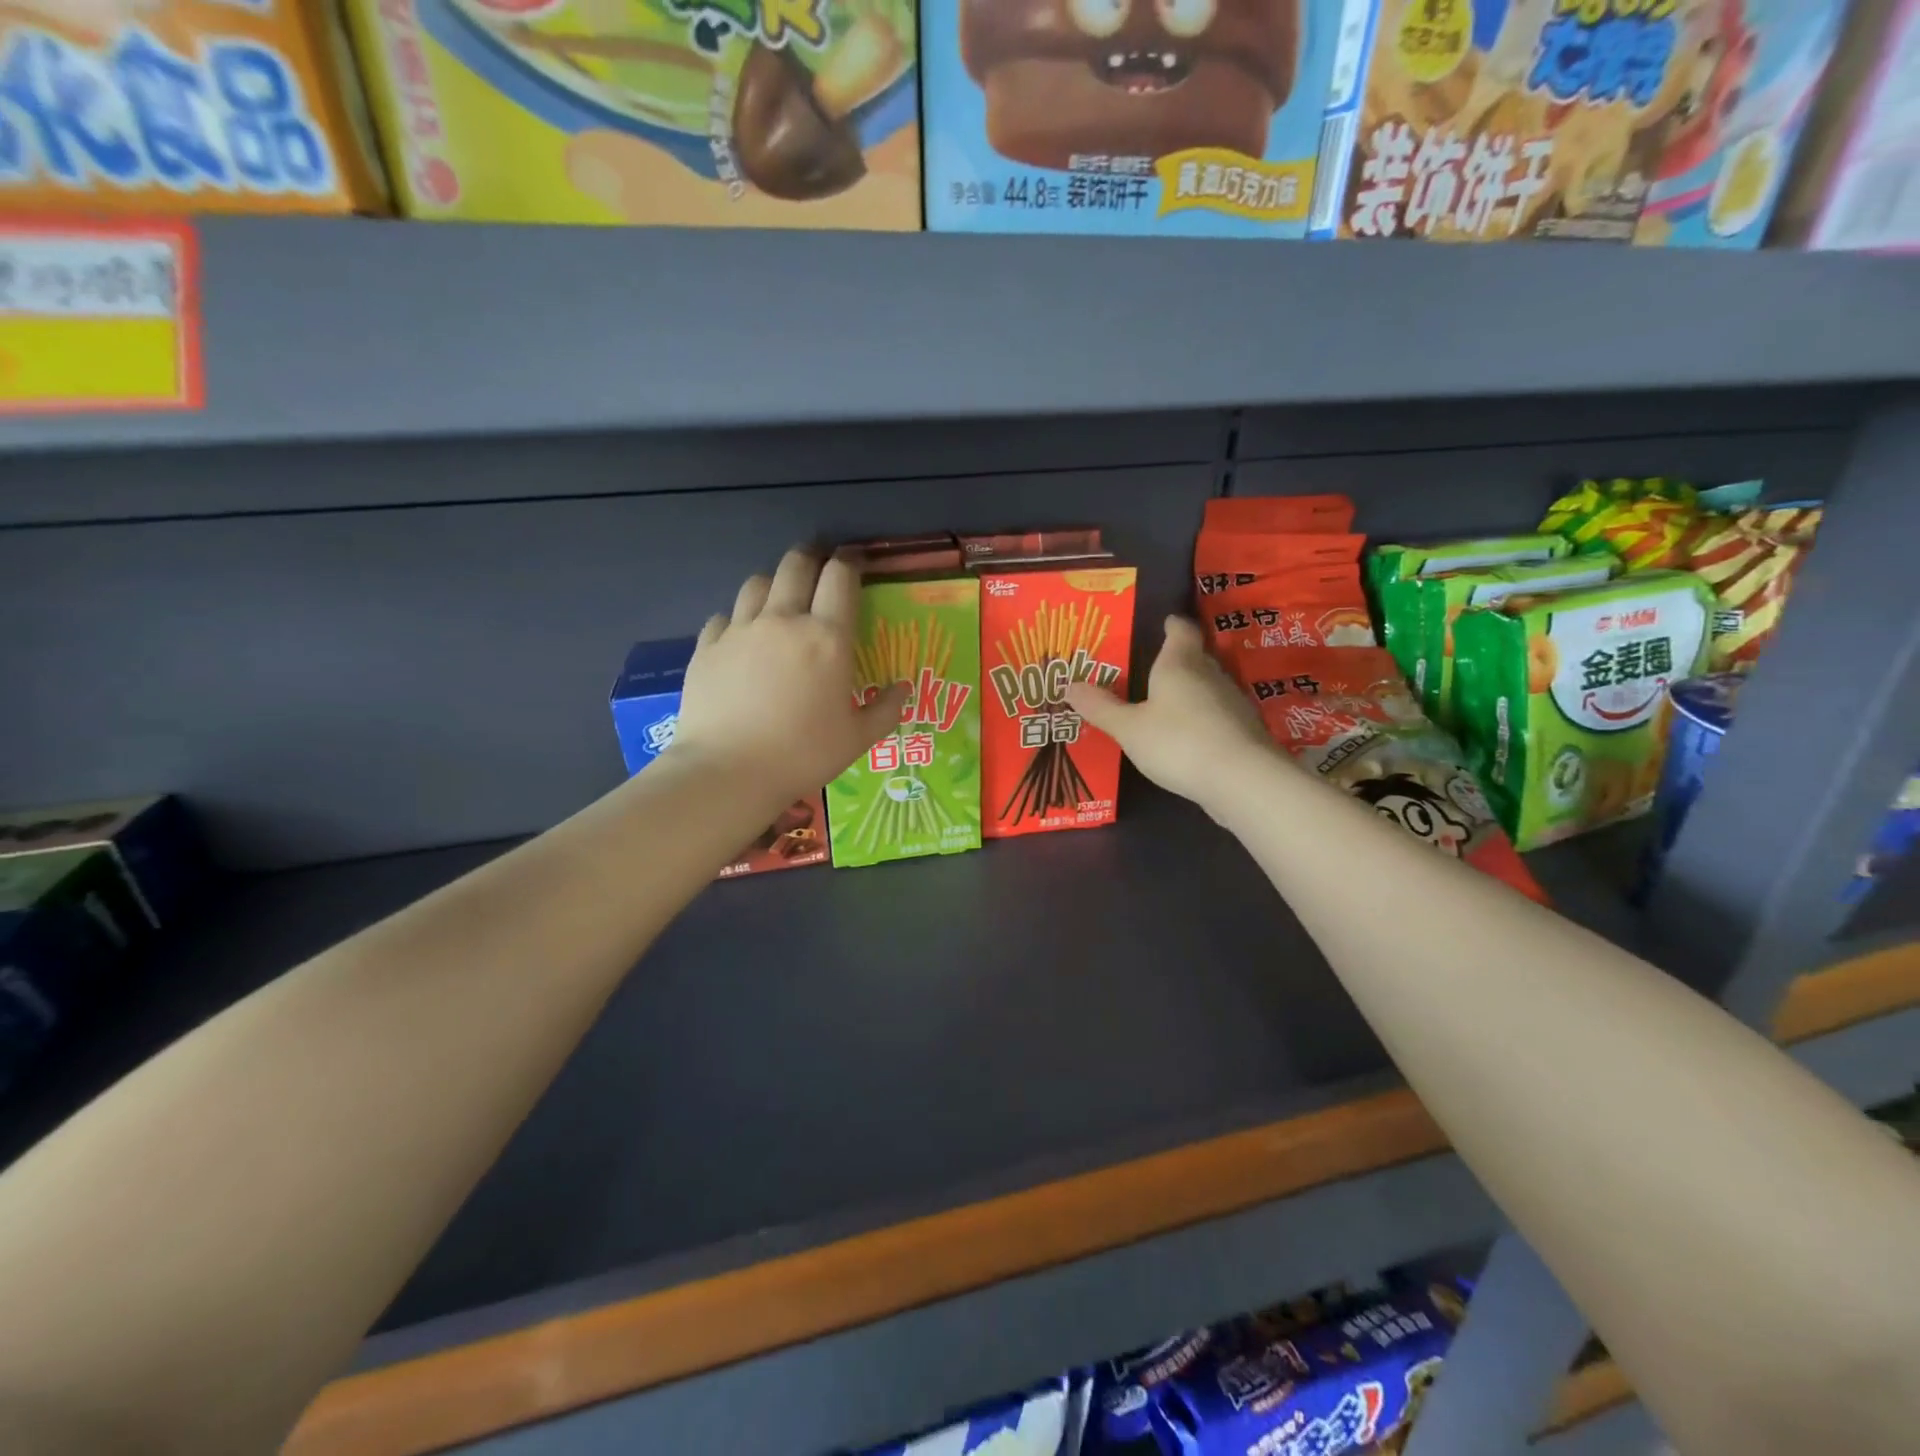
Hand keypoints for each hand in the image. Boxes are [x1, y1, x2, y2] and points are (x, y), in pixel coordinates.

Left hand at [670, 550, 907, 803]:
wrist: (728, 772)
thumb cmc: (803, 755)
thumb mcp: (858, 739)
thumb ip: (886, 710)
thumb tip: (903, 688)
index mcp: (827, 637)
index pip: (840, 577)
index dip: (850, 562)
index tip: (854, 562)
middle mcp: (783, 620)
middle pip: (796, 565)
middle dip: (811, 557)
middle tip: (818, 566)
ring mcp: (740, 630)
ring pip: (757, 583)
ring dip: (773, 582)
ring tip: (779, 597)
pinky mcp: (707, 647)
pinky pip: (724, 616)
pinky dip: (737, 618)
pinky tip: (742, 636)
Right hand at [1065, 616, 1282, 816]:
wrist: (1242, 780)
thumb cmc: (1178, 742)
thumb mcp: (1129, 728)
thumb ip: (1100, 707)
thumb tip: (1068, 684)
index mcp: (1179, 664)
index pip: (1180, 630)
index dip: (1171, 625)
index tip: (1163, 623)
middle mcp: (1210, 675)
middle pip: (1194, 658)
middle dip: (1174, 661)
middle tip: (1149, 668)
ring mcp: (1232, 703)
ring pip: (1206, 687)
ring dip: (1189, 692)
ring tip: (1164, 704)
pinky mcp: (1243, 731)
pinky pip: (1216, 715)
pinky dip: (1201, 719)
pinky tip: (1186, 737)